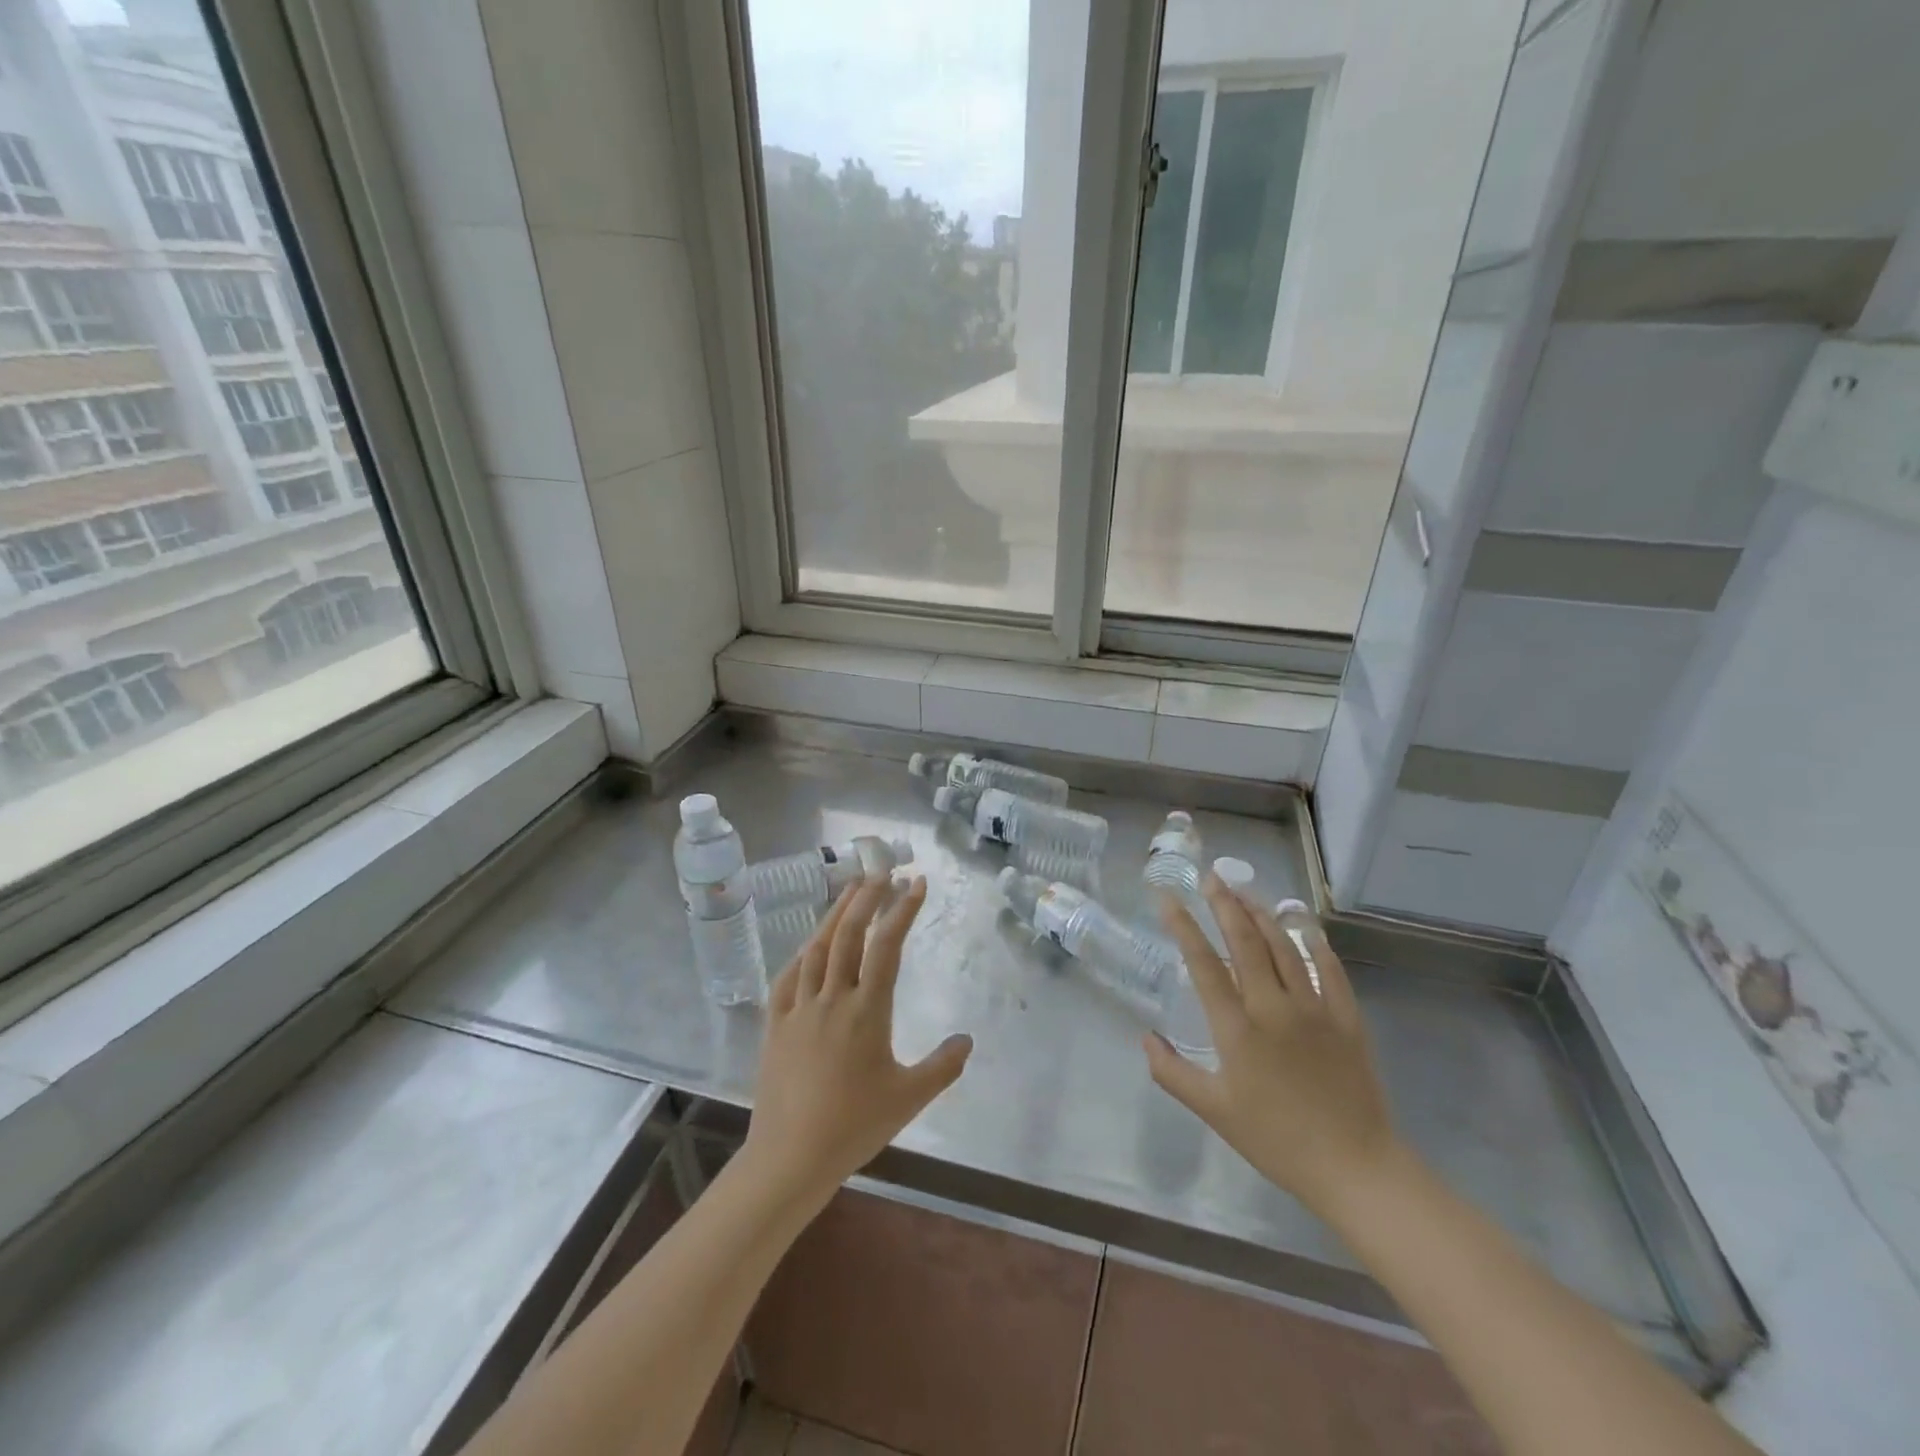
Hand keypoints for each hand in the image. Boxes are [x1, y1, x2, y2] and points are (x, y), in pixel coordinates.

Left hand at [740, 878, 972, 1209]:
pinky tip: (809, 945)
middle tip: (881, 870)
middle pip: (849, 934)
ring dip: (835, 914)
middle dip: (867, 897)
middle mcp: (832, 998)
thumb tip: (967, 1039)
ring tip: (850, 891)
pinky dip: (802, 953)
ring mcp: (799, 1008)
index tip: (917, 882)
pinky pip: (788, 977)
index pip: (887, 945)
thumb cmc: (854, 1126)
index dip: (903, 909)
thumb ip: (943, 1066)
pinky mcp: (775, 1024)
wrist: (790, 1157)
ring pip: (817, 948)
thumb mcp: (909, 1099)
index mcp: (867, 1010)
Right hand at [1147, 878, 1403, 1220]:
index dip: (1183, 926)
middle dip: (1225, 905)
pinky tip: (1301, 923)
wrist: (1354, 1167)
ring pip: (1285, 946)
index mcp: (1237, 1029)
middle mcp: (1273, 1007)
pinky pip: (1329, 968)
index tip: (1168, 898)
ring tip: (1244, 892)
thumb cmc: (1276, 1140)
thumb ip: (1172, 1073)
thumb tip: (1145, 1037)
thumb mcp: (1214, 1111)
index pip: (1203, 964)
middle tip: (1211, 878)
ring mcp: (1314, 1008)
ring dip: (1262, 914)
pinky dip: (1313, 941)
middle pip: (1246, 942)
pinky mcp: (1346, 1017)